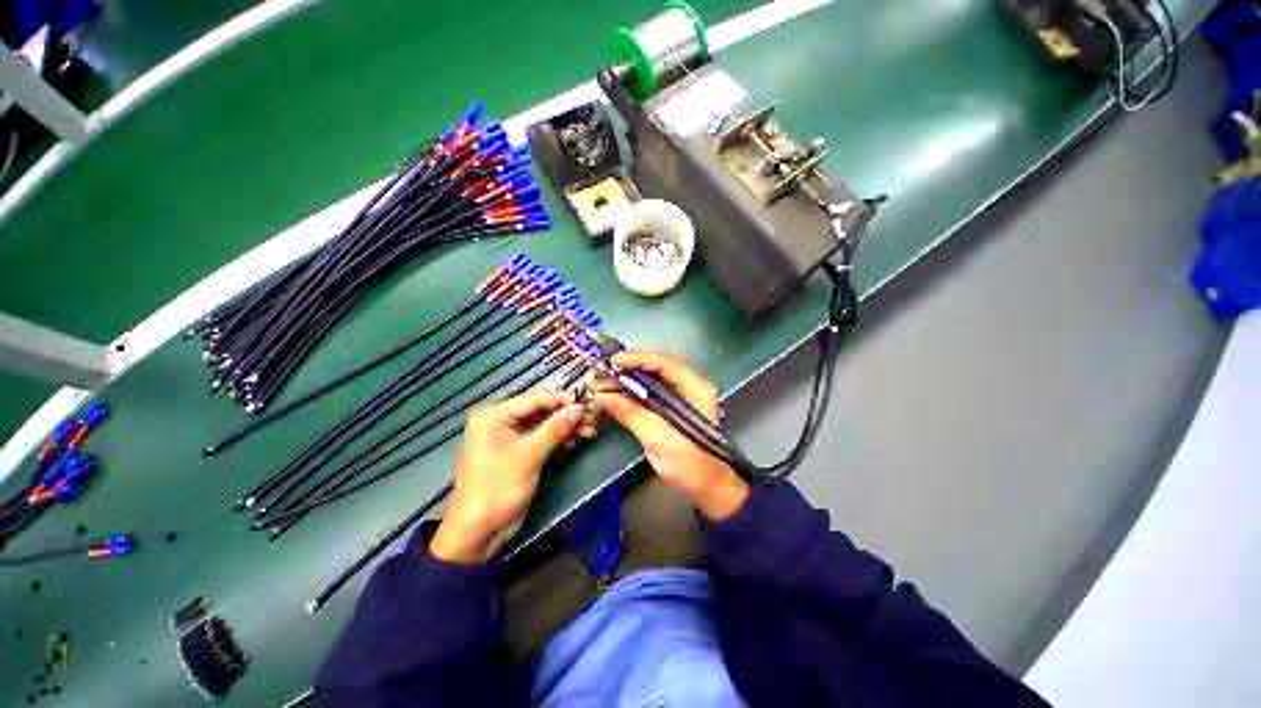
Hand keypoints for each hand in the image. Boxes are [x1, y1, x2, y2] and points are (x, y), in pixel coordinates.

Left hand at [430, 390, 597, 563]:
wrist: (477, 534)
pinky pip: (543, 437)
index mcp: (494, 415)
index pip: (535, 399)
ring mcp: (511, 436)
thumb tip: (580, 408)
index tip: (589, 402)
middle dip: (567, 415)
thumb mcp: (527, 456)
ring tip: (590, 431)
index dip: (563, 399)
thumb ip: (555, 429)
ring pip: (545, 423)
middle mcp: (502, 421)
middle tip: (593, 419)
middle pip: (541, 410)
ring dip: (567, 426)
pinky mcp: (520, 451)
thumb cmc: (496, 490)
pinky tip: (575, 441)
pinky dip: (560, 438)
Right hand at [594, 350, 747, 520]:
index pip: (665, 362)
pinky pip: (647, 391)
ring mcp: (678, 395)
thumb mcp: (660, 440)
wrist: (706, 485)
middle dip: (628, 368)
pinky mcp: (668, 405)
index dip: (638, 359)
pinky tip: (613, 394)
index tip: (614, 362)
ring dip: (626, 379)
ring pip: (649, 378)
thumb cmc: (691, 464)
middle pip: (656, 366)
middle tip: (603, 372)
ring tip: (602, 384)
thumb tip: (603, 397)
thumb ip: (632, 415)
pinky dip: (629, 391)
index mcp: (695, 388)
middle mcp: (688, 385)